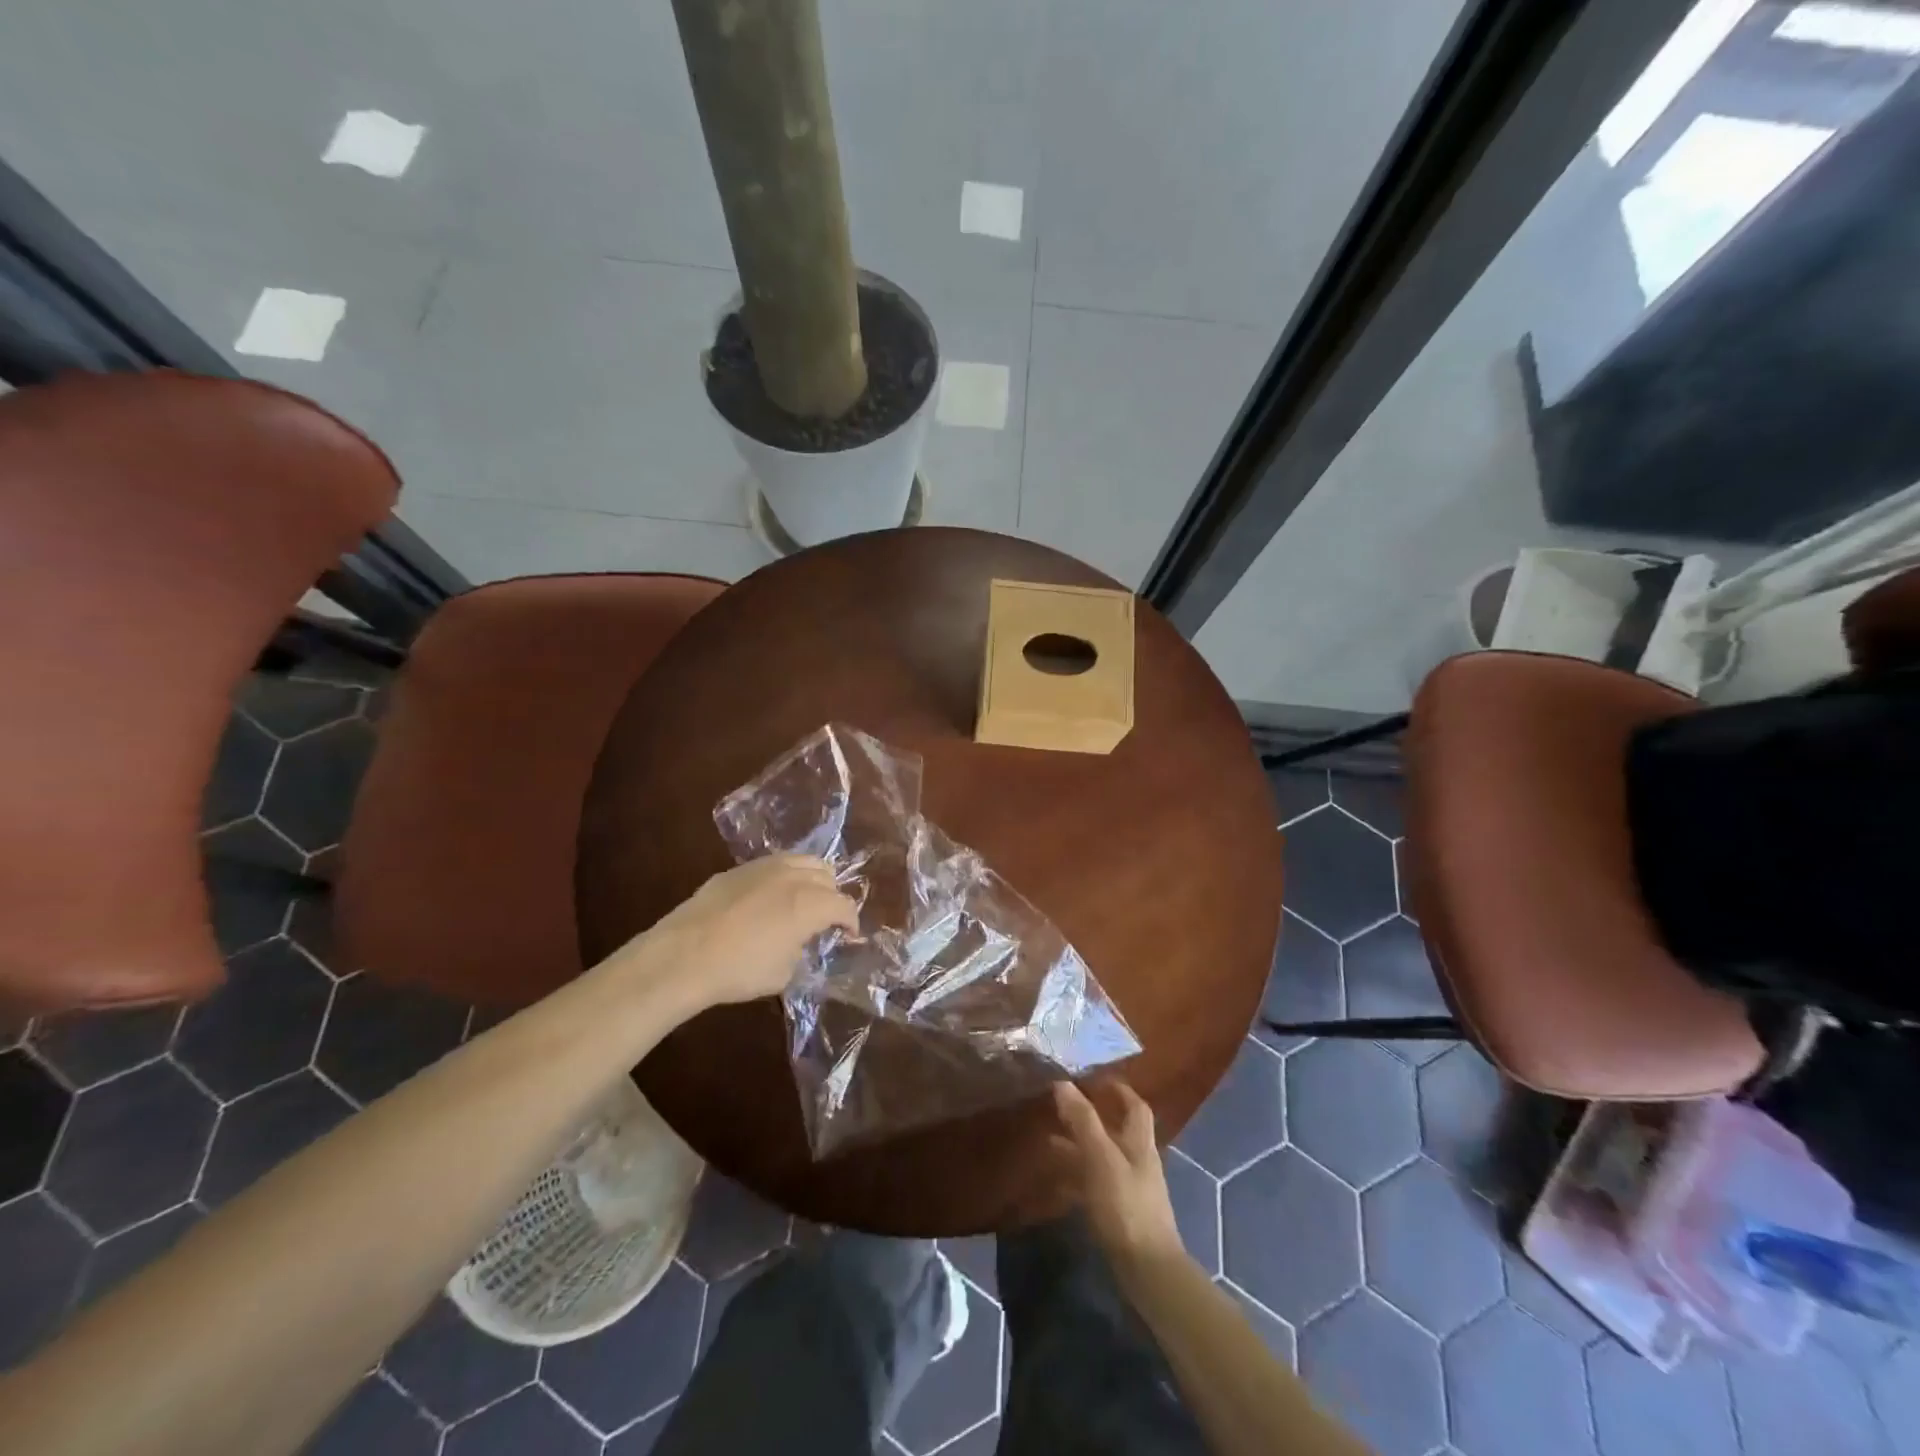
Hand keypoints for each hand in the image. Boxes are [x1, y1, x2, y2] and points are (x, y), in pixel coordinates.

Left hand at [605, 855, 857, 1014]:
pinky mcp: (738, 868)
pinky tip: (770, 897)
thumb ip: (802, 951)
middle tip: (824, 920)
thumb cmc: (740, 970)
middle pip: (828, 876)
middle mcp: (794, 876)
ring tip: (803, 900)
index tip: (848, 936)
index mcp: (811, 903)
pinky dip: (783, 877)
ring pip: (803, 861)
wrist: (684, 955)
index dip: (851, 922)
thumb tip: (801, 942)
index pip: (844, 906)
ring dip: (812, 879)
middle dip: (832, 897)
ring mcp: (765, 867)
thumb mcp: (785, 973)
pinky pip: (774, 864)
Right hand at [1052, 1079, 1183, 1266]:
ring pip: (1103, 1157)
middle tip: (1062, 1107)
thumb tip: (1062, 1083)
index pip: (1135, 1106)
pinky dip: (1078, 1175)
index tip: (1095, 1078)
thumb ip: (1083, 1121)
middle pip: (1117, 1131)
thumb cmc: (1126, 1206)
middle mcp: (1138, 1161)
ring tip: (1050, 1139)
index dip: (1119, 1090)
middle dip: (1092, 1117)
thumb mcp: (1101, 1158)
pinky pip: (1097, 1183)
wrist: (1148, 1271)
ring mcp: (1131, 1190)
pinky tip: (1059, 1180)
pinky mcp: (1121, 1214)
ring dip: (1080, 1146)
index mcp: (1139, 1143)